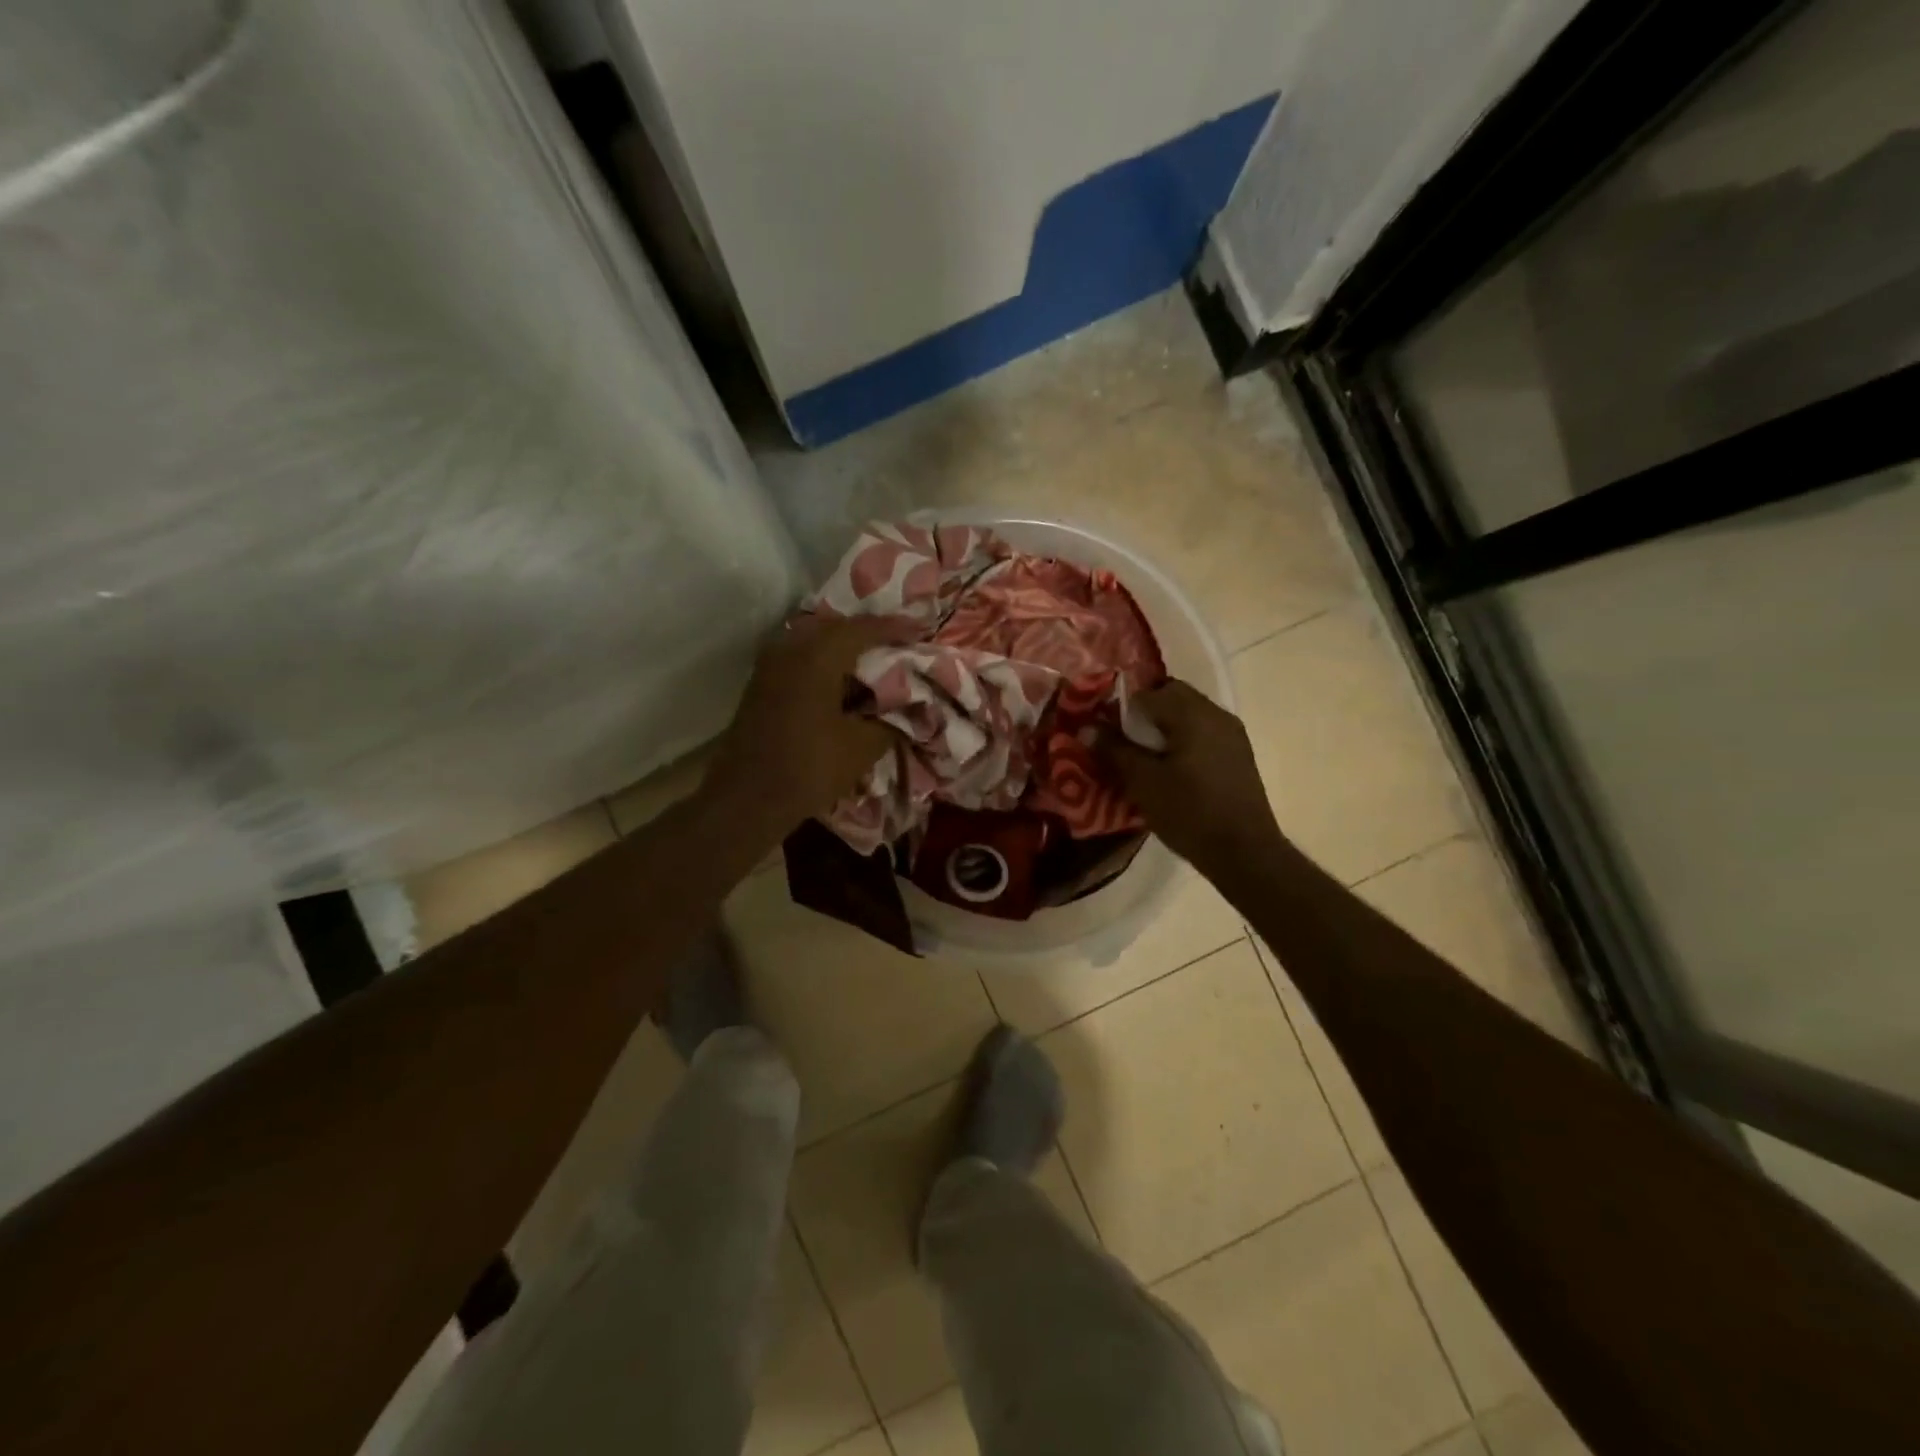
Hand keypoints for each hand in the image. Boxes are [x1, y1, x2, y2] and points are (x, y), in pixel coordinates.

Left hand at [708, 615, 904, 832]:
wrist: (747, 798)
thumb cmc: (809, 767)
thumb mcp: (863, 746)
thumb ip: (890, 720)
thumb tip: (907, 707)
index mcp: (818, 655)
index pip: (864, 629)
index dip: (896, 628)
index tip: (921, 630)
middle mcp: (791, 648)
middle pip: (838, 628)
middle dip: (870, 633)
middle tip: (899, 642)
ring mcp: (771, 664)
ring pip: (816, 641)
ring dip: (845, 648)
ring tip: (875, 660)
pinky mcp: (762, 683)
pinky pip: (801, 657)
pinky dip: (826, 662)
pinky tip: (844, 680)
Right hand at [1100, 679, 1283, 872]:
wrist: (1244, 853)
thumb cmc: (1189, 813)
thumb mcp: (1143, 782)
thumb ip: (1114, 750)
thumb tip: (1088, 728)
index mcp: (1192, 714)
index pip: (1147, 693)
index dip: (1121, 709)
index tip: (1107, 733)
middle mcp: (1216, 714)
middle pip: (1172, 696)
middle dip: (1145, 714)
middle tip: (1125, 743)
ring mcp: (1232, 734)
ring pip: (1189, 715)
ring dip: (1165, 728)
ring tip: (1146, 759)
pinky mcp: (1239, 754)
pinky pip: (1204, 733)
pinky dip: (1183, 740)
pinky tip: (1172, 771)